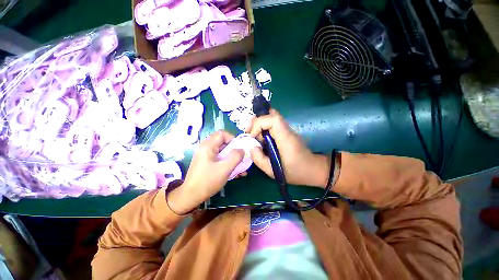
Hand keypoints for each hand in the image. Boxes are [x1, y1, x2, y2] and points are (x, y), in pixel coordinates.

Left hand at [168, 130, 243, 213]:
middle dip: (234, 151)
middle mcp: (206, 148)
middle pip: (223, 142)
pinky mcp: (207, 162)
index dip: (232, 138)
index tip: (239, 148)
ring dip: (233, 159)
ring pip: (223, 152)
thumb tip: (242, 150)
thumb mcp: (225, 168)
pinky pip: (220, 159)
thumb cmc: (207, 181)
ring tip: (241, 168)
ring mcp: (206, 155)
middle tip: (241, 159)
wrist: (191, 196)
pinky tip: (235, 173)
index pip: (222, 133)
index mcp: (208, 146)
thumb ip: (235, 157)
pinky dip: (227, 163)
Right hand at [246, 109, 329, 187]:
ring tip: (255, 137)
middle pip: (271, 114)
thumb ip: (259, 159)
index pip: (273, 119)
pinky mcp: (286, 131)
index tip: (252, 136)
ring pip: (271, 117)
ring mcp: (287, 129)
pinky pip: (273, 124)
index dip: (259, 124)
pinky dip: (264, 127)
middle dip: (257, 122)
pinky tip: (262, 139)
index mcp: (285, 138)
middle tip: (250, 134)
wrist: (313, 169)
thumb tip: (251, 146)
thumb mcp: (273, 172)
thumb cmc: (295, 172)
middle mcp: (287, 130)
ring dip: (260, 125)